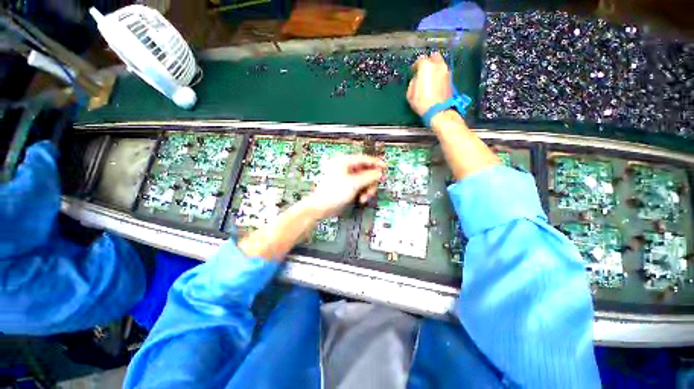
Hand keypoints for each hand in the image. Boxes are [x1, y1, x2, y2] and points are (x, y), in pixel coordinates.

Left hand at [306, 155, 385, 218]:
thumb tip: (379, 173)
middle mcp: (345, 167)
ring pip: (363, 180)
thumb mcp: (354, 183)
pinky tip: (360, 198)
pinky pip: (358, 186)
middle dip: (370, 182)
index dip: (376, 163)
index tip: (385, 167)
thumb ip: (369, 177)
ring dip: (367, 189)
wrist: (321, 207)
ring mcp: (345, 177)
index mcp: (344, 162)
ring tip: (364, 197)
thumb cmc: (334, 192)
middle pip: (365, 171)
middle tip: (373, 189)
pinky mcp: (345, 185)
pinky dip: (362, 192)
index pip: (364, 159)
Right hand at [407, 52, 451, 115]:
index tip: (413, 71)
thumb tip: (416, 79)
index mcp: (426, 66)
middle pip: (433, 56)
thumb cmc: (422, 102)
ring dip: (435, 68)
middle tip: (423, 70)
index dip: (415, 66)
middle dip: (428, 61)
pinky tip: (435, 83)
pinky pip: (443, 72)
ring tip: (430, 77)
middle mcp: (438, 65)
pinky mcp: (450, 78)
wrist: (438, 110)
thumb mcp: (410, 94)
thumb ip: (413, 82)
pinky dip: (439, 74)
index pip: (420, 60)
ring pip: (440, 64)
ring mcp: (446, 71)